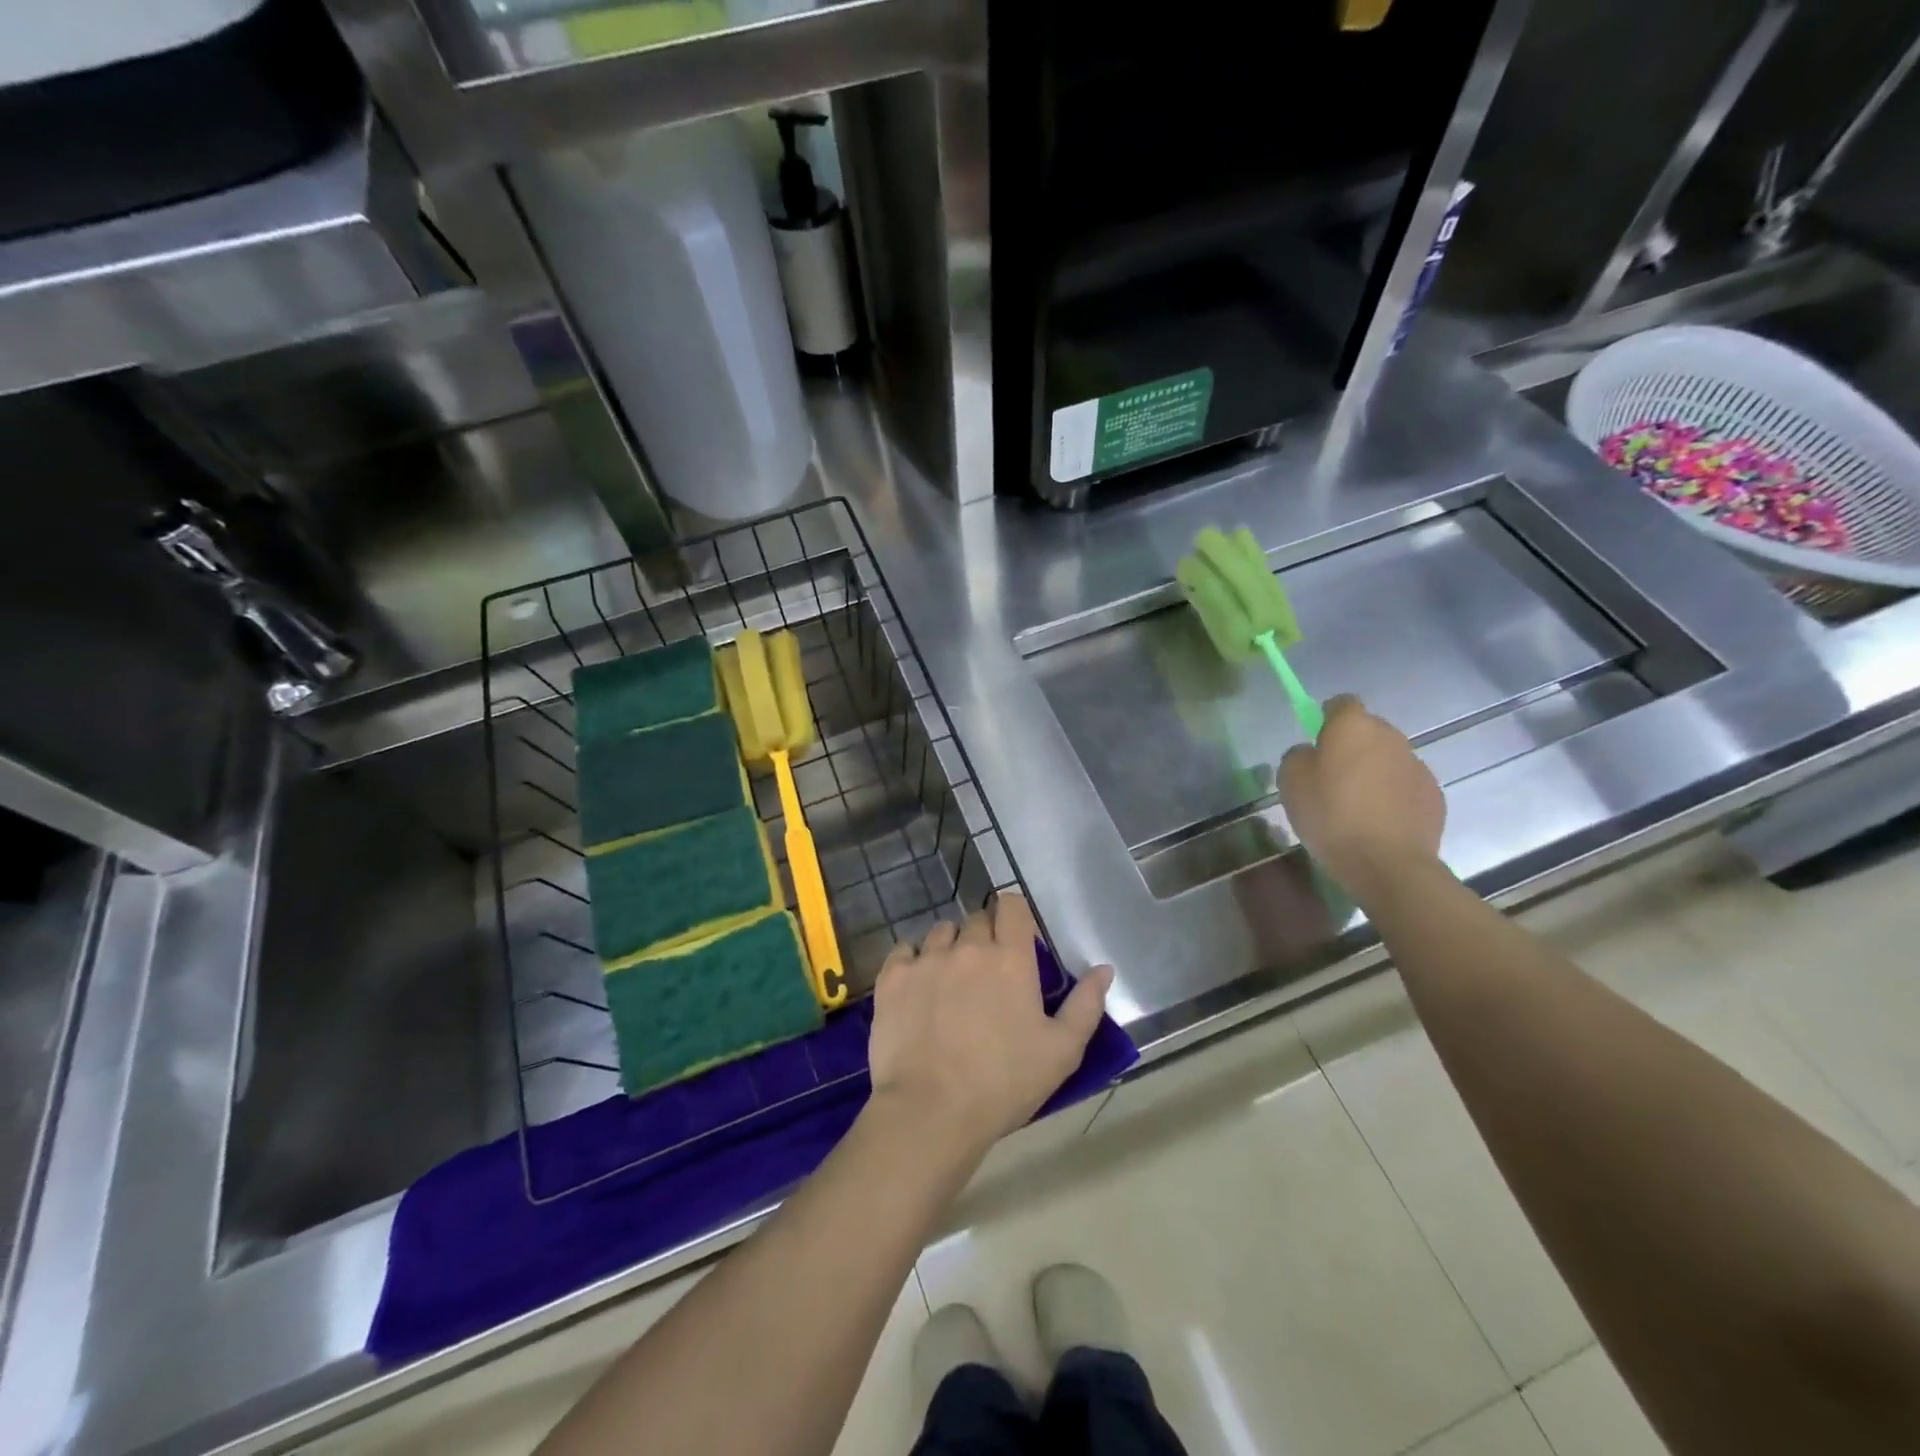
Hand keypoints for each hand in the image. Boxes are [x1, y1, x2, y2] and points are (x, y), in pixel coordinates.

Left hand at [866, 894, 1112, 1159]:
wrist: (930, 1111)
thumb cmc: (1003, 1084)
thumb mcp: (1061, 1052)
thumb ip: (1086, 1005)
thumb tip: (1104, 970)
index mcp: (1010, 959)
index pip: (1011, 905)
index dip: (1015, 915)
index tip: (1018, 940)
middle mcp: (968, 947)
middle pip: (976, 918)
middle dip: (985, 936)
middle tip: (988, 972)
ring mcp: (926, 959)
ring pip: (941, 932)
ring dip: (950, 946)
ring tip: (951, 980)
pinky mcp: (892, 977)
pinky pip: (905, 950)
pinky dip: (914, 961)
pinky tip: (919, 987)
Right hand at [1280, 695, 1445, 904]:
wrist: (1388, 864)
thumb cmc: (1331, 816)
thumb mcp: (1290, 782)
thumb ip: (1298, 756)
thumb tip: (1311, 753)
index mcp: (1353, 726)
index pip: (1341, 703)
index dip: (1326, 717)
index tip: (1316, 739)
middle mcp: (1390, 736)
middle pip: (1367, 730)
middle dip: (1351, 746)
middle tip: (1330, 777)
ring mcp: (1416, 765)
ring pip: (1387, 758)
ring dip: (1372, 771)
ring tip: (1354, 804)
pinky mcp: (1433, 795)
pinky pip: (1404, 785)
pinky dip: (1391, 795)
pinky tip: (1377, 822)